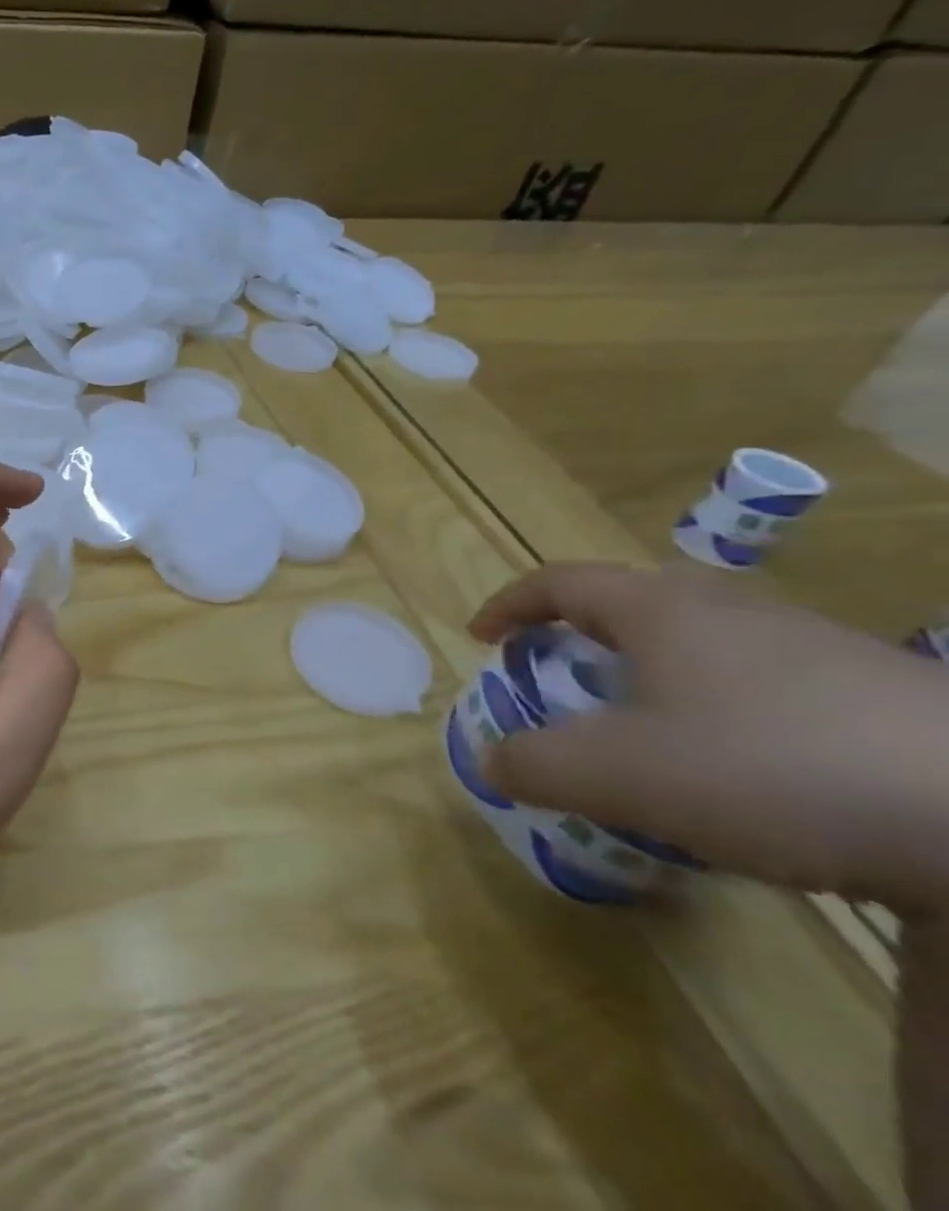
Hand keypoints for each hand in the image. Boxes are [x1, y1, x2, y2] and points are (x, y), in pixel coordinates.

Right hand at [470, 563, 948, 913]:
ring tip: (648, 738)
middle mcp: (729, 609)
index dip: (508, 605)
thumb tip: (493, 760)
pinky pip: (762, 684)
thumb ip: (535, 764)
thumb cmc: (770, 768)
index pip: (558, 582)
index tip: (481, 638)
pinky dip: (721, 712)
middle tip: (564, 682)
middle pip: (631, 603)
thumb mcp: (620, 776)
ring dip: (653, 678)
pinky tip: (745, 776)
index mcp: (659, 608)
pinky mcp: (876, 693)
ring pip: (701, 645)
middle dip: (582, 637)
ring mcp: (810, 645)